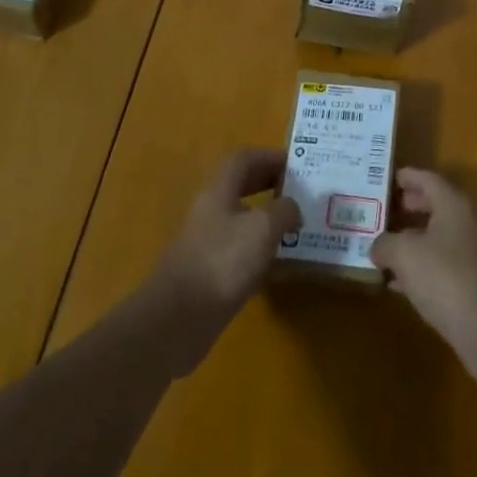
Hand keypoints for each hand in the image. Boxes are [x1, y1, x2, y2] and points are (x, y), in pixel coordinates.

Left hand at [152, 149, 301, 340]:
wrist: (177, 320)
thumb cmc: (222, 262)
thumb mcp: (263, 228)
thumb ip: (284, 210)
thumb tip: (293, 209)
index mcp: (218, 189)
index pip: (243, 159)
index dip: (269, 157)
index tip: (297, 166)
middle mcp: (209, 210)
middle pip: (240, 185)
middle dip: (269, 183)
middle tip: (299, 192)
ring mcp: (205, 242)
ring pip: (239, 217)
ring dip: (265, 217)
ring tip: (294, 227)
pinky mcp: (207, 272)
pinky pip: (236, 248)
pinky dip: (257, 248)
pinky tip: (275, 263)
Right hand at [371, 169, 476, 380]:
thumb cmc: (445, 278)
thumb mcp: (404, 255)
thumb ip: (385, 243)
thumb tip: (378, 246)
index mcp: (456, 204)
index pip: (428, 179)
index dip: (407, 177)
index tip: (387, 178)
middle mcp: (472, 221)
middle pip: (437, 206)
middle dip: (410, 208)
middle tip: (385, 212)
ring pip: (442, 237)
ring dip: (416, 240)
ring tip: (388, 248)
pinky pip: (448, 263)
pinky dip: (426, 265)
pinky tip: (401, 283)